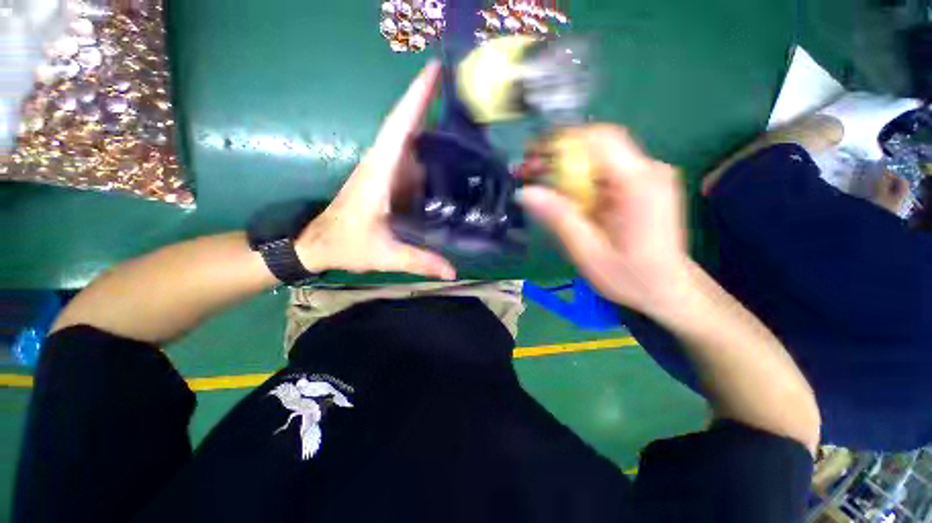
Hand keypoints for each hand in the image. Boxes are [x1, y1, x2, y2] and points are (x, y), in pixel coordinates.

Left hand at [295, 62, 455, 280]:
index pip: (399, 128)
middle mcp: (382, 164)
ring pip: (410, 142)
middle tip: (464, 96)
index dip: (416, 98)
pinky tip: (449, 159)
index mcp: (379, 174)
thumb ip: (419, 261)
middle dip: (430, 105)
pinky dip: (428, 153)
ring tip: (465, 125)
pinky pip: (411, 160)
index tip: (435, 71)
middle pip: (407, 126)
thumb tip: (453, 272)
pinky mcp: (387, 180)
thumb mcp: (385, 255)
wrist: (318, 244)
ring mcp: (384, 171)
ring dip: (432, 128)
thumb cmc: (346, 244)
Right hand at [519, 125, 689, 315]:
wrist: (669, 290)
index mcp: (640, 184)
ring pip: (600, 158)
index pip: (600, 139)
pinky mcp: (644, 185)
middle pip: (598, 146)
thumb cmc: (631, 278)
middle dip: (559, 156)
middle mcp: (649, 171)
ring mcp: (649, 176)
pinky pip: (606, 172)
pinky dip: (581, 181)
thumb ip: (560, 219)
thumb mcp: (588, 252)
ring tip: (541, 186)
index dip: (562, 141)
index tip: (532, 155)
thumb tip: (526, 192)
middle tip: (529, 172)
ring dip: (568, 169)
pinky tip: (567, 198)